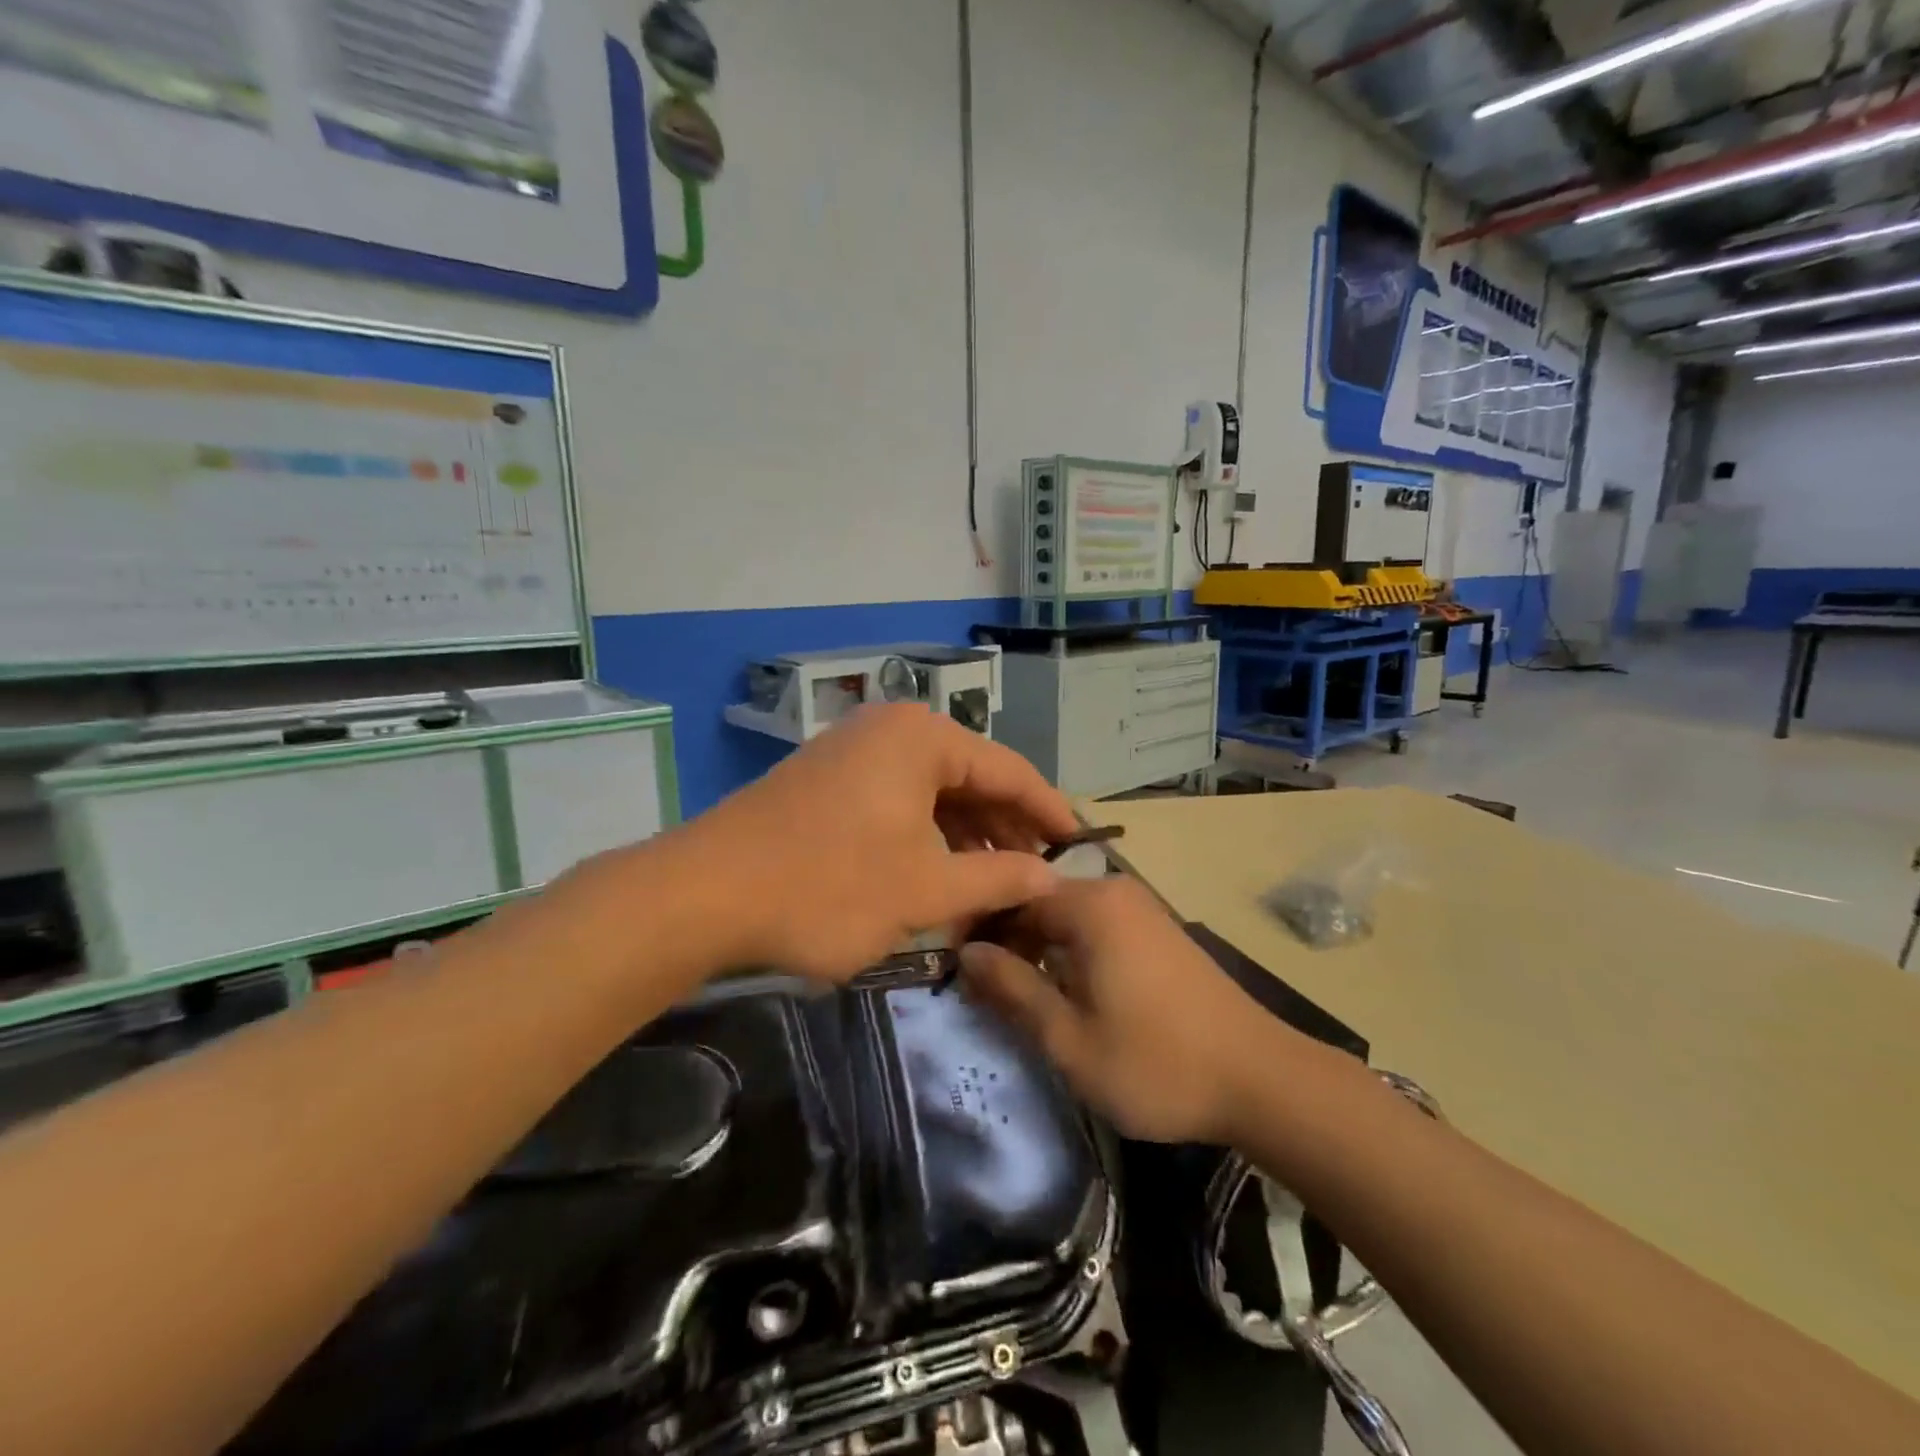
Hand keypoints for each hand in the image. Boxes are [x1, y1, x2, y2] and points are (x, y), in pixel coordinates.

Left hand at [676, 703, 1080, 981]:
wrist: (702, 896)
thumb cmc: (829, 886)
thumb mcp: (926, 888)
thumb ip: (998, 878)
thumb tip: (1051, 878)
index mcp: (922, 737)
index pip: (1010, 769)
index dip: (1049, 812)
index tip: (1081, 847)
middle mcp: (890, 730)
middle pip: (970, 777)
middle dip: (1005, 827)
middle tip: (1038, 875)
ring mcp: (853, 753)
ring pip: (932, 793)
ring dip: (965, 836)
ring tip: (994, 884)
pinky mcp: (826, 783)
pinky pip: (897, 802)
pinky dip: (924, 837)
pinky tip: (939, 874)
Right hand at [958, 877, 1293, 1144]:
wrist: (1261, 1079)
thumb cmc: (1156, 1062)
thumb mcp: (1069, 1039)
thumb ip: (1012, 990)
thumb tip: (966, 954)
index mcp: (1089, 904)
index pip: (1011, 895)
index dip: (978, 928)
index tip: (956, 968)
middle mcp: (1114, 891)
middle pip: (1039, 902)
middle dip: (1008, 941)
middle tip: (984, 992)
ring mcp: (1140, 908)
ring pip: (1066, 916)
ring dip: (1038, 949)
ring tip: (1020, 998)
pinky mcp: (1157, 930)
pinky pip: (1096, 927)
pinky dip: (1071, 952)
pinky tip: (1066, 993)